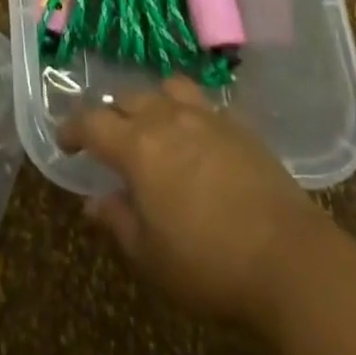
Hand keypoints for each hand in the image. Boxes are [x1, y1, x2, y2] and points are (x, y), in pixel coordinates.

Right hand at [60, 77, 322, 327]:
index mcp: (137, 146)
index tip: (65, 141)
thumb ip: (118, 222)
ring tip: (154, 125)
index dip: (73, 128)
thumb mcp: (151, 257)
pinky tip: (196, 138)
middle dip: (112, 115)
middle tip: (109, 139)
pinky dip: (188, 113)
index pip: (93, 123)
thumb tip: (93, 202)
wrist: (290, 260)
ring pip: (167, 90)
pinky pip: (203, 104)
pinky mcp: (239, 127)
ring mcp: (206, 117)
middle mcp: (167, 119)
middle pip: (128, 99)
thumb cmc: (209, 264)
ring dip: (152, 103)